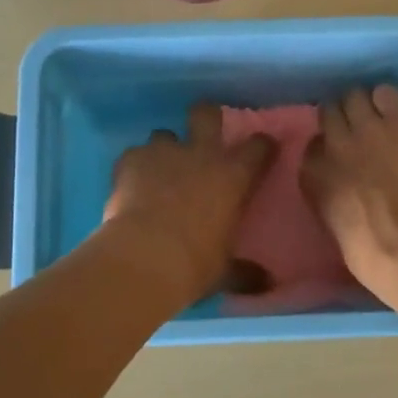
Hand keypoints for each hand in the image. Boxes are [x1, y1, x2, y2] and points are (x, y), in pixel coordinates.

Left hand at [103, 104, 274, 303]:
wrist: (144, 258)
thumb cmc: (195, 264)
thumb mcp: (225, 271)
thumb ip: (245, 272)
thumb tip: (267, 283)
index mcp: (234, 176)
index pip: (259, 147)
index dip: (262, 146)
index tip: (262, 151)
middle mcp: (201, 154)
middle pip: (206, 114)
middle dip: (206, 117)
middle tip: (202, 133)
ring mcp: (163, 152)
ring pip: (164, 134)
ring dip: (164, 149)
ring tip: (159, 171)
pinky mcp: (131, 160)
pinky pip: (134, 154)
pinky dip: (134, 167)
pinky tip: (130, 186)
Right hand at [301, 86, 397, 303]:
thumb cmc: (376, 258)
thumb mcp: (338, 233)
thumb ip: (334, 203)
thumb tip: (345, 197)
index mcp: (312, 177)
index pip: (312, 147)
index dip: (327, 149)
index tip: (339, 157)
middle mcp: (334, 144)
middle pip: (329, 112)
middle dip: (341, 119)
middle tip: (359, 131)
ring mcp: (368, 128)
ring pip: (354, 96)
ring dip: (364, 105)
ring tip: (380, 117)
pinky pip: (388, 93)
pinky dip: (390, 100)